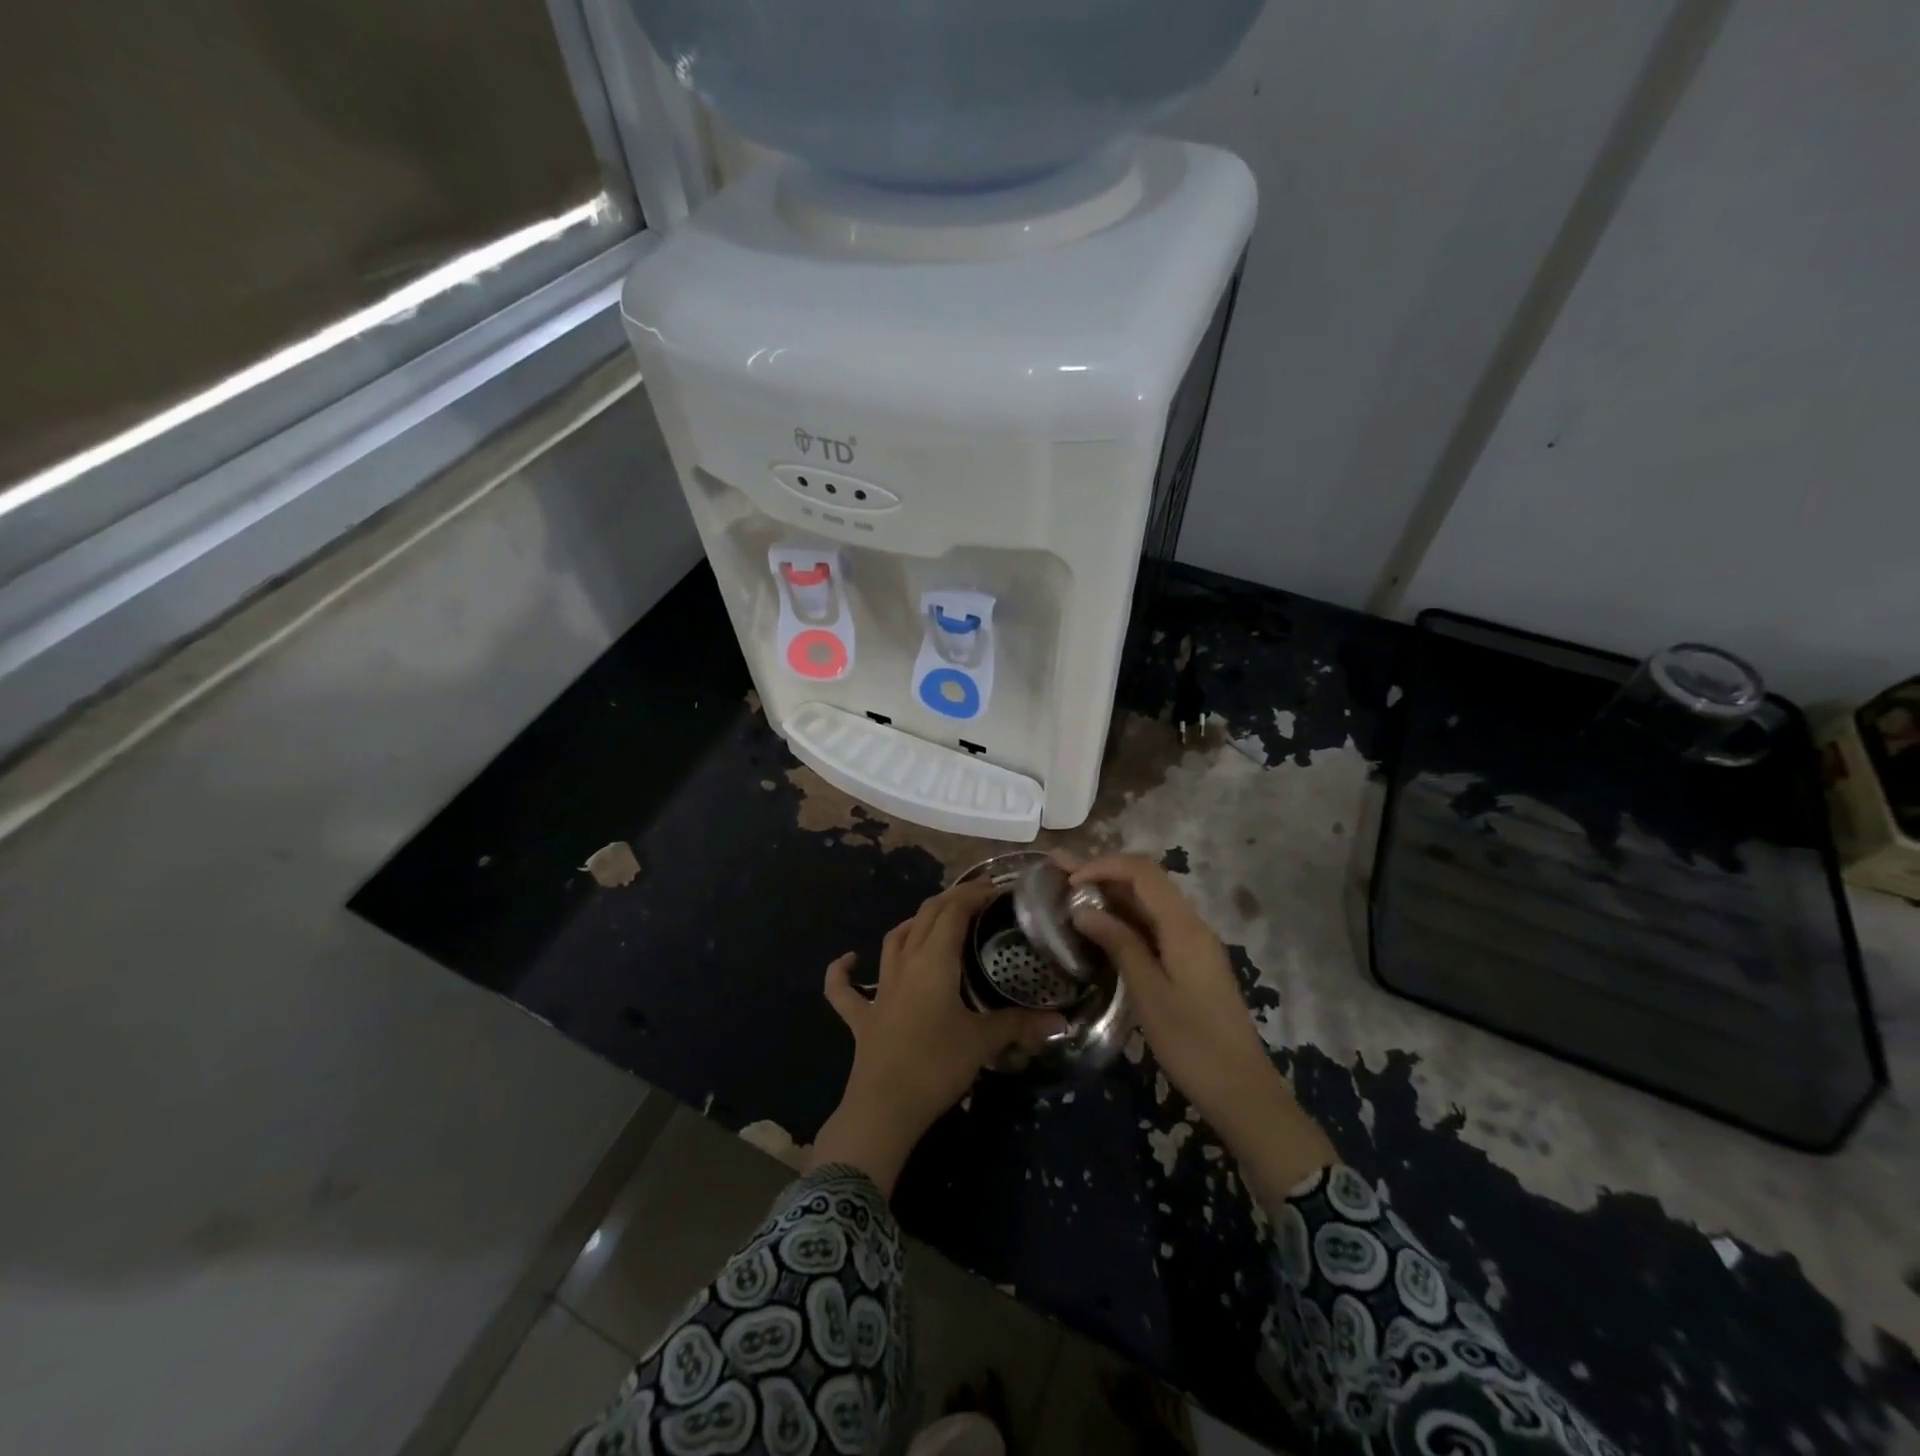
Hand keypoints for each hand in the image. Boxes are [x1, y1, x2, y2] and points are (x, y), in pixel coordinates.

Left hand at [809, 879, 1067, 1194]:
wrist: (884, 1108)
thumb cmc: (936, 1066)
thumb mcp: (983, 1042)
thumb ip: (1020, 1026)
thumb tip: (1062, 1023)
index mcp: (934, 961)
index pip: (953, 912)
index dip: (973, 894)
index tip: (996, 889)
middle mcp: (905, 964)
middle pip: (925, 917)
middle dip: (950, 901)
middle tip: (977, 900)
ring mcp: (879, 989)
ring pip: (893, 940)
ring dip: (913, 924)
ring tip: (934, 921)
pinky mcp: (861, 1016)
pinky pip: (845, 988)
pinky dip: (843, 971)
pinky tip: (849, 960)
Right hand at [1065, 852, 1335, 1191]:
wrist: (1241, 1090)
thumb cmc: (1192, 1043)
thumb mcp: (1148, 993)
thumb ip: (1119, 944)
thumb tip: (1083, 909)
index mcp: (1183, 926)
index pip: (1141, 872)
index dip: (1102, 865)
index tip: (1067, 881)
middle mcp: (1191, 924)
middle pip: (1144, 881)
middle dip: (1101, 871)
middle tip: (1056, 870)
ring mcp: (1192, 943)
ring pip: (1148, 902)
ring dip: (1110, 892)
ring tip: (1069, 890)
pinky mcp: (1189, 962)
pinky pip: (1153, 925)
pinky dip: (1123, 917)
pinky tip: (1098, 924)